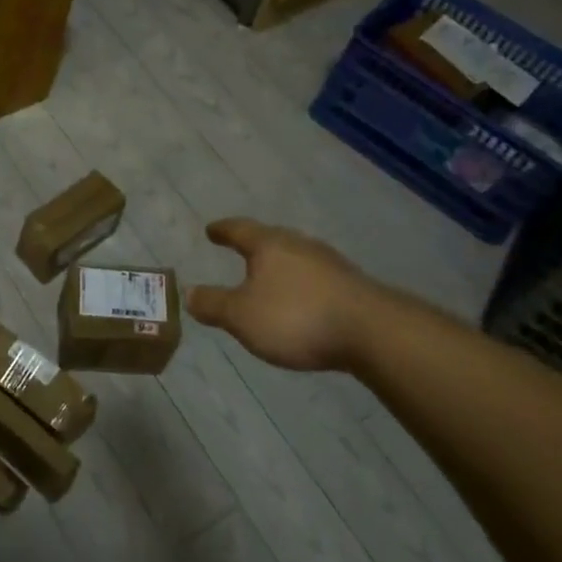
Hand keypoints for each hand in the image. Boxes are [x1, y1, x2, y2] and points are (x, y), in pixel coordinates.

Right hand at [186, 218, 396, 372]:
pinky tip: (302, 301)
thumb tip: (188, 292)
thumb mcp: (242, 316)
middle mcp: (299, 245)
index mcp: (269, 245)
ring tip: (269, 278)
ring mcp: (329, 263)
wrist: (372, 332)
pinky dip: (301, 284)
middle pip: (271, 239)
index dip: (223, 230)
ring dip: (280, 266)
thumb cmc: (296, 317)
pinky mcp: (351, 285)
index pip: (239, 229)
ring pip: (296, 257)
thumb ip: (214, 304)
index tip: (211, 230)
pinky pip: (316, 277)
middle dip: (254, 246)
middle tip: (240, 250)